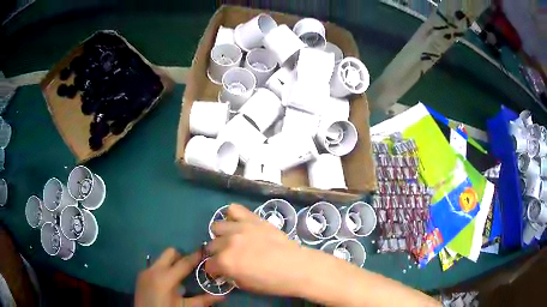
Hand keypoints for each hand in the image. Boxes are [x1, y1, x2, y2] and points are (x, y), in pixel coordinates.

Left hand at [135, 248, 223, 306]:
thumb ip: (203, 300)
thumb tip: (222, 296)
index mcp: (166, 278)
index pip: (184, 262)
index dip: (195, 255)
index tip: (204, 249)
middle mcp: (154, 269)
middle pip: (170, 252)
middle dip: (181, 256)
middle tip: (190, 267)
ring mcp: (145, 270)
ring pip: (161, 258)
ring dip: (171, 264)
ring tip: (178, 277)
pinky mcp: (141, 274)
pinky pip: (155, 267)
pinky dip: (163, 270)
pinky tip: (166, 283)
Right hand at [205, 204, 308, 296]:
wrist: (296, 267)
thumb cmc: (272, 282)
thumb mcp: (244, 285)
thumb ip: (229, 274)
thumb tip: (224, 269)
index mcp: (225, 262)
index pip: (208, 265)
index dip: (214, 271)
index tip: (220, 272)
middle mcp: (227, 242)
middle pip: (210, 246)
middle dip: (217, 254)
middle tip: (228, 258)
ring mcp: (239, 228)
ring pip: (217, 227)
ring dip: (222, 236)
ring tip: (233, 241)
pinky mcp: (252, 218)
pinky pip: (234, 209)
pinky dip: (233, 217)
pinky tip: (239, 225)